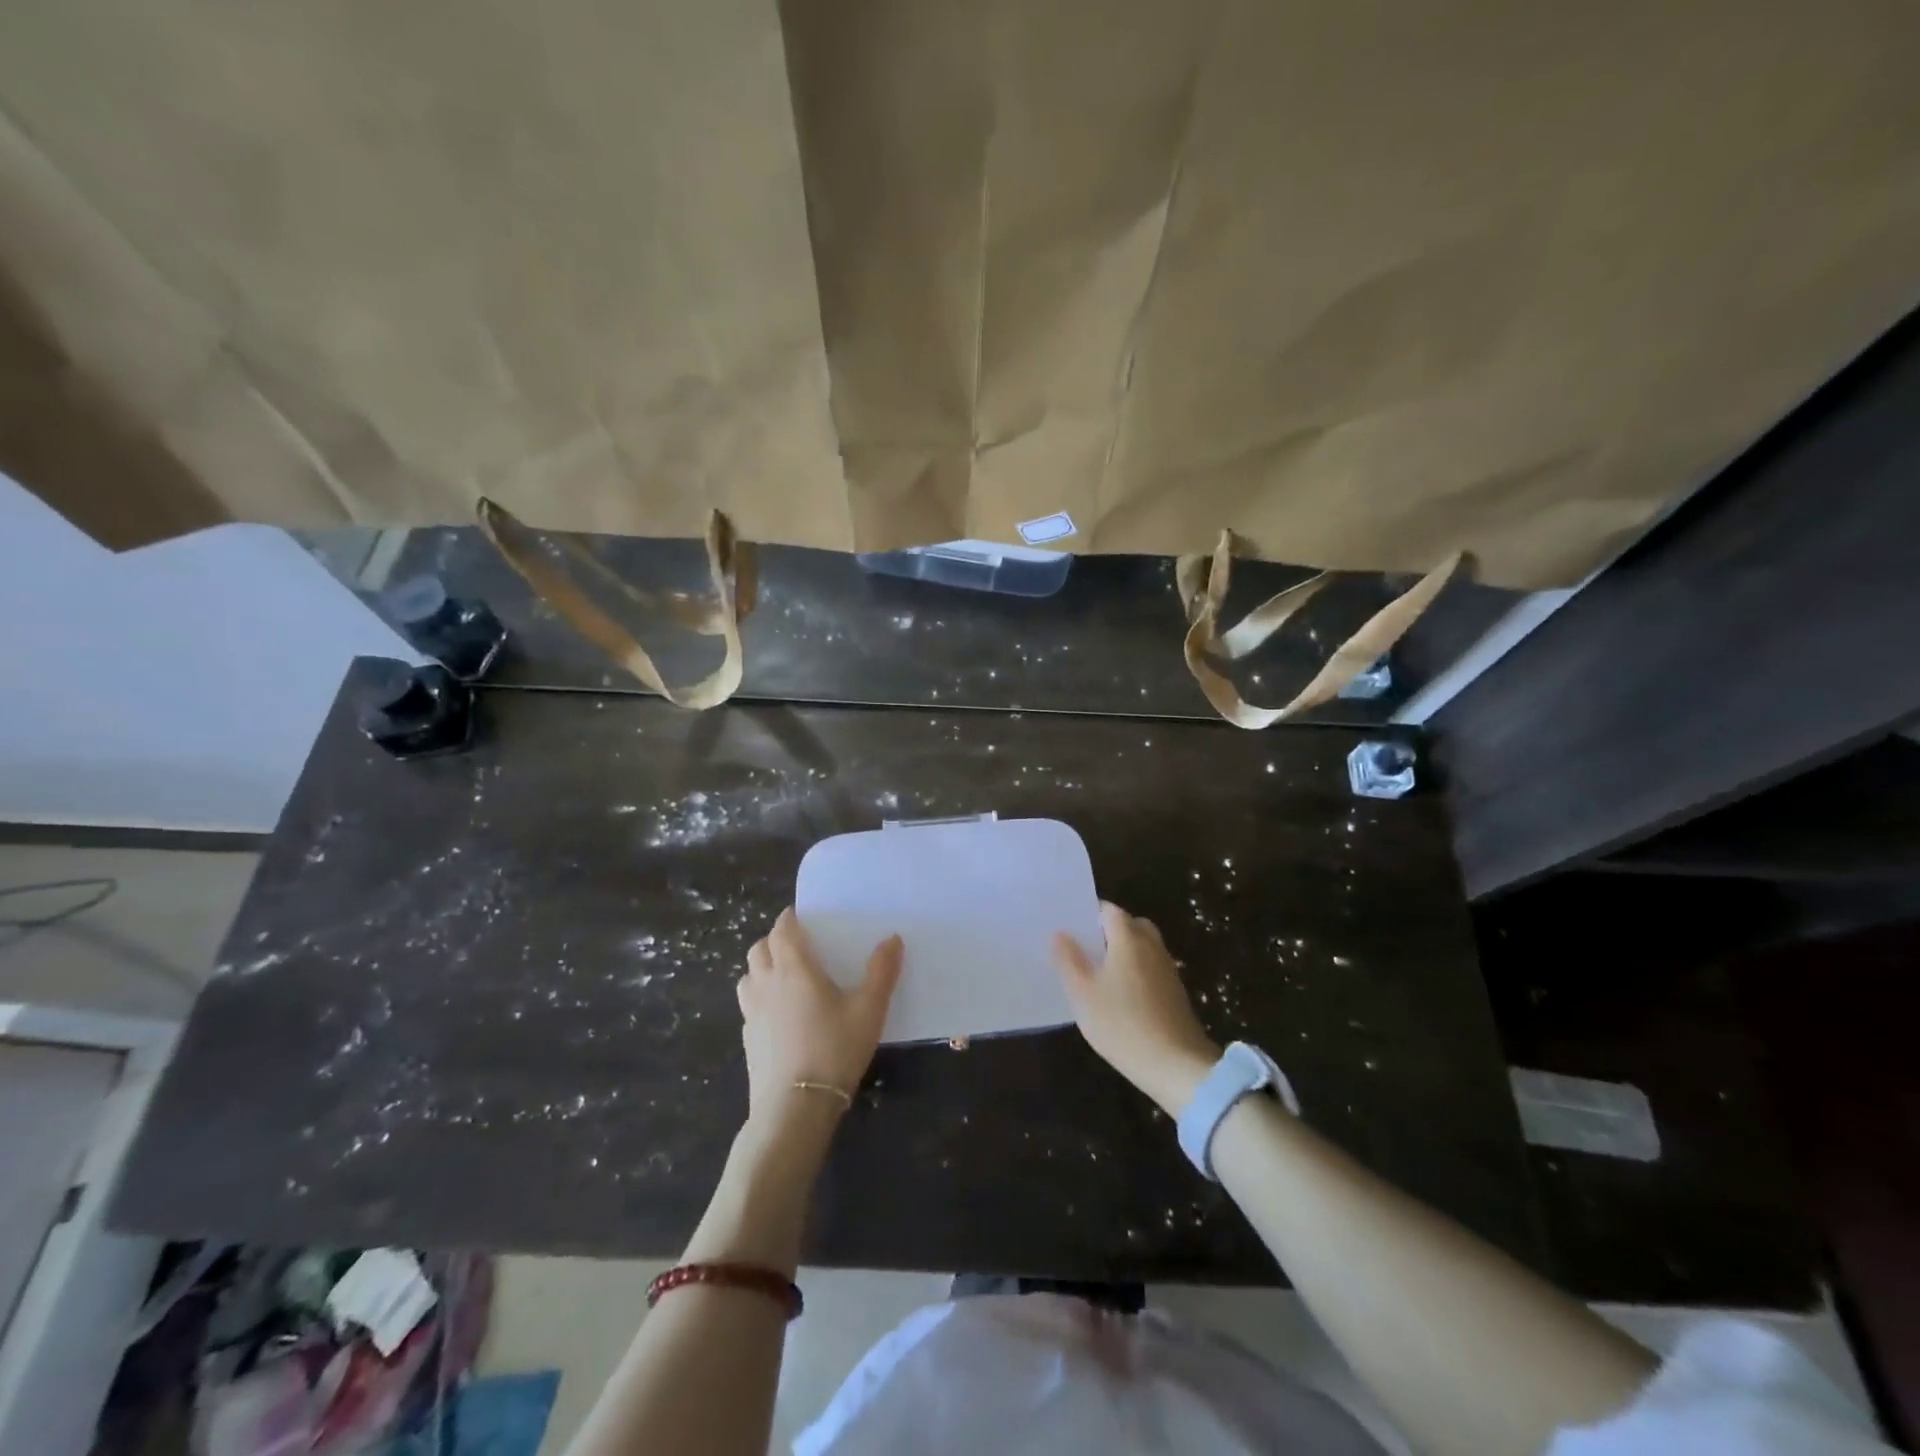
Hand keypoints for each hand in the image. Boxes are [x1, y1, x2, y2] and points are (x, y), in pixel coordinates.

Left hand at [737, 908, 902, 1123]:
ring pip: (748, 976)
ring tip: (784, 976)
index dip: (789, 919)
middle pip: (759, 948)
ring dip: (762, 968)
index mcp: (794, 969)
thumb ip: (882, 972)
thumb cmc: (834, 1050)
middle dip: (774, 940)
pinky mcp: (747, 1040)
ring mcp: (751, 1013)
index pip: (782, 930)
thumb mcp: (869, 1010)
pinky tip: (778, 1015)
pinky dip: (759, 998)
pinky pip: (749, 1006)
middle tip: (796, 945)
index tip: (800, 916)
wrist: (794, 1108)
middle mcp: (766, 984)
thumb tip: (893, 938)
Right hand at [1054, 902, 1219, 1114]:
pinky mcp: (1176, 993)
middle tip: (1088, 948)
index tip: (1073, 927)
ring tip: (1101, 973)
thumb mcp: (1083, 994)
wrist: (1175, 1065)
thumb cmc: (1122, 1024)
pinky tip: (1123, 996)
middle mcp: (1152, 946)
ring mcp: (1168, 969)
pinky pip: (1152, 968)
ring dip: (1126, 952)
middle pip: (1132, 925)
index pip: (1110, 910)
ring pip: (1144, 947)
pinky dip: (1138, 972)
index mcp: (1128, 939)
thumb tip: (1060, 933)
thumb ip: (1069, 960)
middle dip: (1111, 931)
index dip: (1091, 914)